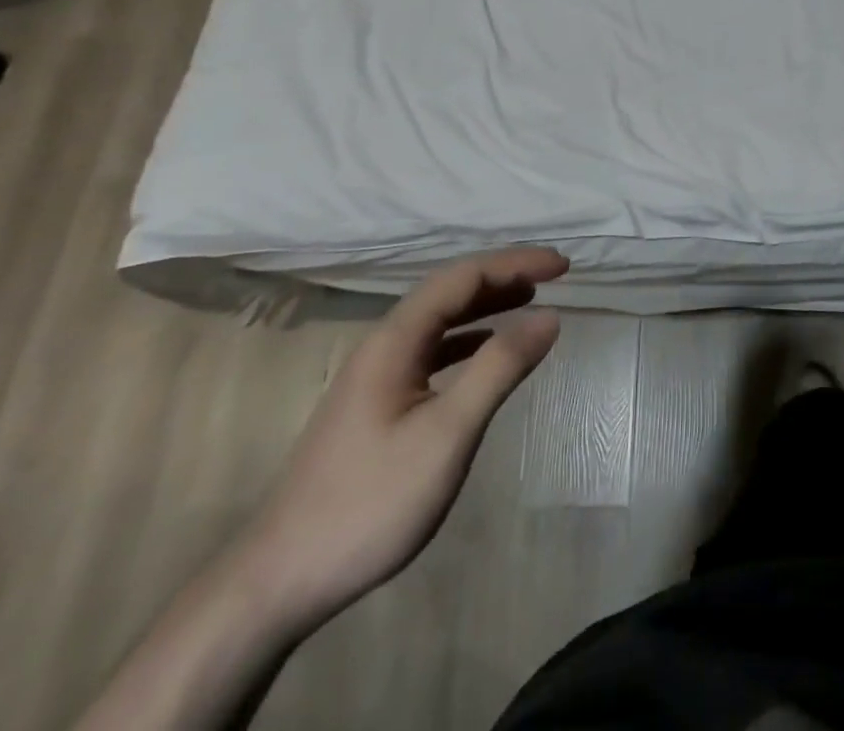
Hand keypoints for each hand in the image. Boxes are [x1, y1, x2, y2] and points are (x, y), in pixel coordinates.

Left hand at [234, 246, 567, 631]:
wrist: (279, 580)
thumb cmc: (370, 501)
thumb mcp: (446, 434)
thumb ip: (499, 368)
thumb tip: (549, 316)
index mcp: (395, 339)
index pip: (464, 277)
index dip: (516, 262)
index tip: (564, 266)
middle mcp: (384, 344)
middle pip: (450, 291)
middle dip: (503, 275)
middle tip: (555, 276)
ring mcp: (376, 375)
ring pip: (439, 320)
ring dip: (486, 304)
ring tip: (530, 300)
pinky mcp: (375, 405)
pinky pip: (431, 350)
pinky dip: (468, 340)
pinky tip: (486, 351)